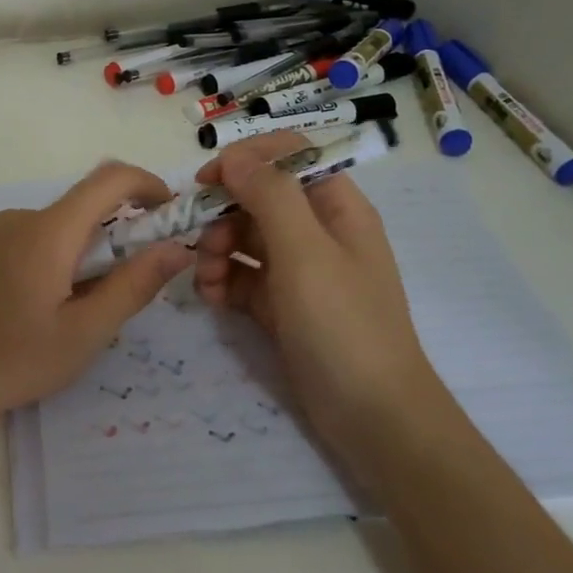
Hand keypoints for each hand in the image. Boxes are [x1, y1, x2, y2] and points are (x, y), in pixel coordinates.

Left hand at [0, 161, 192, 433]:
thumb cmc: (11, 361)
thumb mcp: (84, 333)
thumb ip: (134, 285)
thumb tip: (176, 249)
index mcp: (48, 231)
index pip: (109, 179)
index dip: (147, 184)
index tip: (168, 212)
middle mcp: (16, 218)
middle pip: (79, 209)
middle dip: (112, 236)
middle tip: (118, 289)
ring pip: (49, 229)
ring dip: (75, 253)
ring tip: (69, 310)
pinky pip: (19, 241)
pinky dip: (43, 259)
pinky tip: (28, 309)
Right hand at [192, 133, 435, 433]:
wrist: (372, 416)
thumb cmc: (343, 323)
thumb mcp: (305, 252)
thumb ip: (269, 196)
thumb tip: (234, 156)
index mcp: (336, 207)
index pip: (288, 156)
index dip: (247, 160)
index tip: (208, 181)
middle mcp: (317, 231)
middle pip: (259, 198)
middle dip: (223, 214)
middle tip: (199, 241)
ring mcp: (299, 271)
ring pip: (245, 238)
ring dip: (216, 250)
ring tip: (204, 278)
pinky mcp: (282, 306)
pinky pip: (243, 277)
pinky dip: (222, 281)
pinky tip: (209, 298)